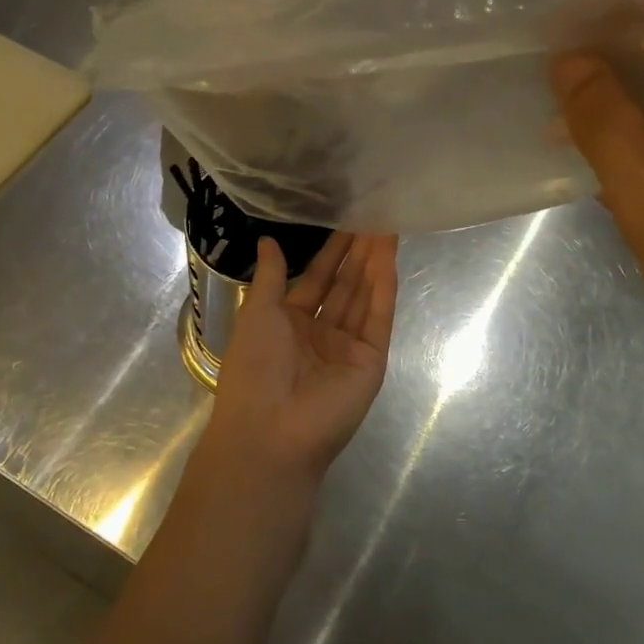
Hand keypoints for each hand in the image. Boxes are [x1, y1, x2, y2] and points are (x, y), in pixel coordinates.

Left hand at [202, 233, 398, 491]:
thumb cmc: (254, 368)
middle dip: (357, 252)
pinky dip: (384, 288)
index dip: (330, 251)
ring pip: (364, 296)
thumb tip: (268, 240)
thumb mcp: (257, 313)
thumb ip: (270, 276)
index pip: (316, 279)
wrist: (270, 430)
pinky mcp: (371, 361)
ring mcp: (348, 348)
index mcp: (289, 324)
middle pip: (344, 285)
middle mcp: (321, 334)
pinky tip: (389, 258)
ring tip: (386, 225)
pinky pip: (377, 318)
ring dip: (374, 263)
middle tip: (373, 213)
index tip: (345, 219)